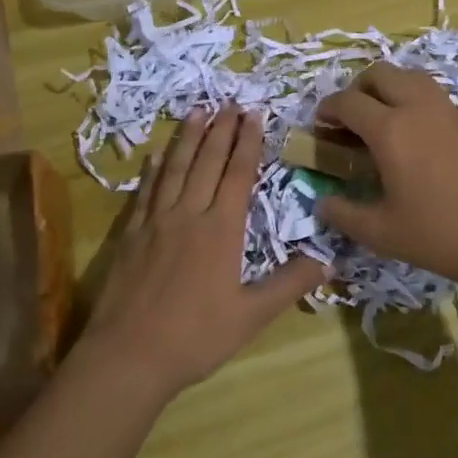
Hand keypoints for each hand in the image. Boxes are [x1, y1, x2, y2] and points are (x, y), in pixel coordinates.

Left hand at [81, 107, 324, 401]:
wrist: (128, 356)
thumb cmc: (195, 337)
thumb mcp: (251, 316)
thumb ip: (289, 284)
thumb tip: (328, 259)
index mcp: (221, 230)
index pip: (238, 174)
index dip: (247, 143)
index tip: (254, 114)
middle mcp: (189, 214)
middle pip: (207, 162)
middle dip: (221, 129)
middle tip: (230, 102)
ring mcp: (156, 221)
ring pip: (175, 168)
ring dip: (187, 138)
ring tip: (197, 110)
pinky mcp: (132, 234)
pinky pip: (145, 191)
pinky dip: (153, 169)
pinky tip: (155, 155)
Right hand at [314, 63, 457, 289]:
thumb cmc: (442, 235)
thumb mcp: (383, 233)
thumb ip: (345, 215)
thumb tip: (323, 202)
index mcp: (390, 129)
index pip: (348, 101)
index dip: (327, 109)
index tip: (319, 125)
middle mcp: (418, 107)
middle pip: (379, 74)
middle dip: (357, 89)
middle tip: (349, 119)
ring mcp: (448, 110)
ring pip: (409, 77)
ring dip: (387, 89)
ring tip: (381, 122)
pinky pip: (431, 94)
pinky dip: (412, 100)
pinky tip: (414, 137)